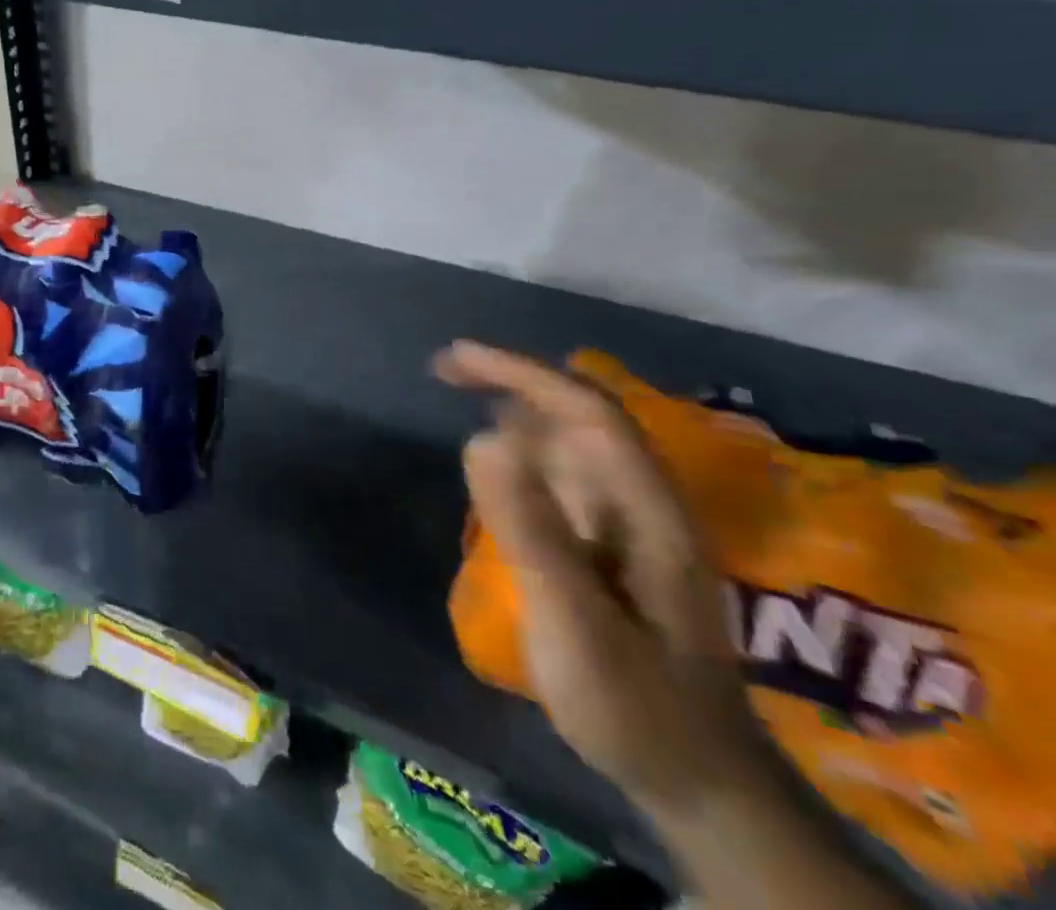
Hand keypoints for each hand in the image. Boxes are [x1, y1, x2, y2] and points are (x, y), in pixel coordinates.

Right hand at [436, 341, 774, 819]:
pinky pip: (564, 474)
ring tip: (460, 394)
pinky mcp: (612, 547)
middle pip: (581, 414)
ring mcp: (630, 525)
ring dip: (517, 407)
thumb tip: (481, 438)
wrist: (699, 785)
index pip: (587, 411)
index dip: (522, 373)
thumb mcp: (576, 623)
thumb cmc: (637, 707)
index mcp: (647, 510)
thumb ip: (532, 531)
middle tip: (445, 370)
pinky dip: (524, 449)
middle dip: (514, 379)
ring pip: (572, 440)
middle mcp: (643, 503)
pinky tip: (496, 460)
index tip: (456, 359)